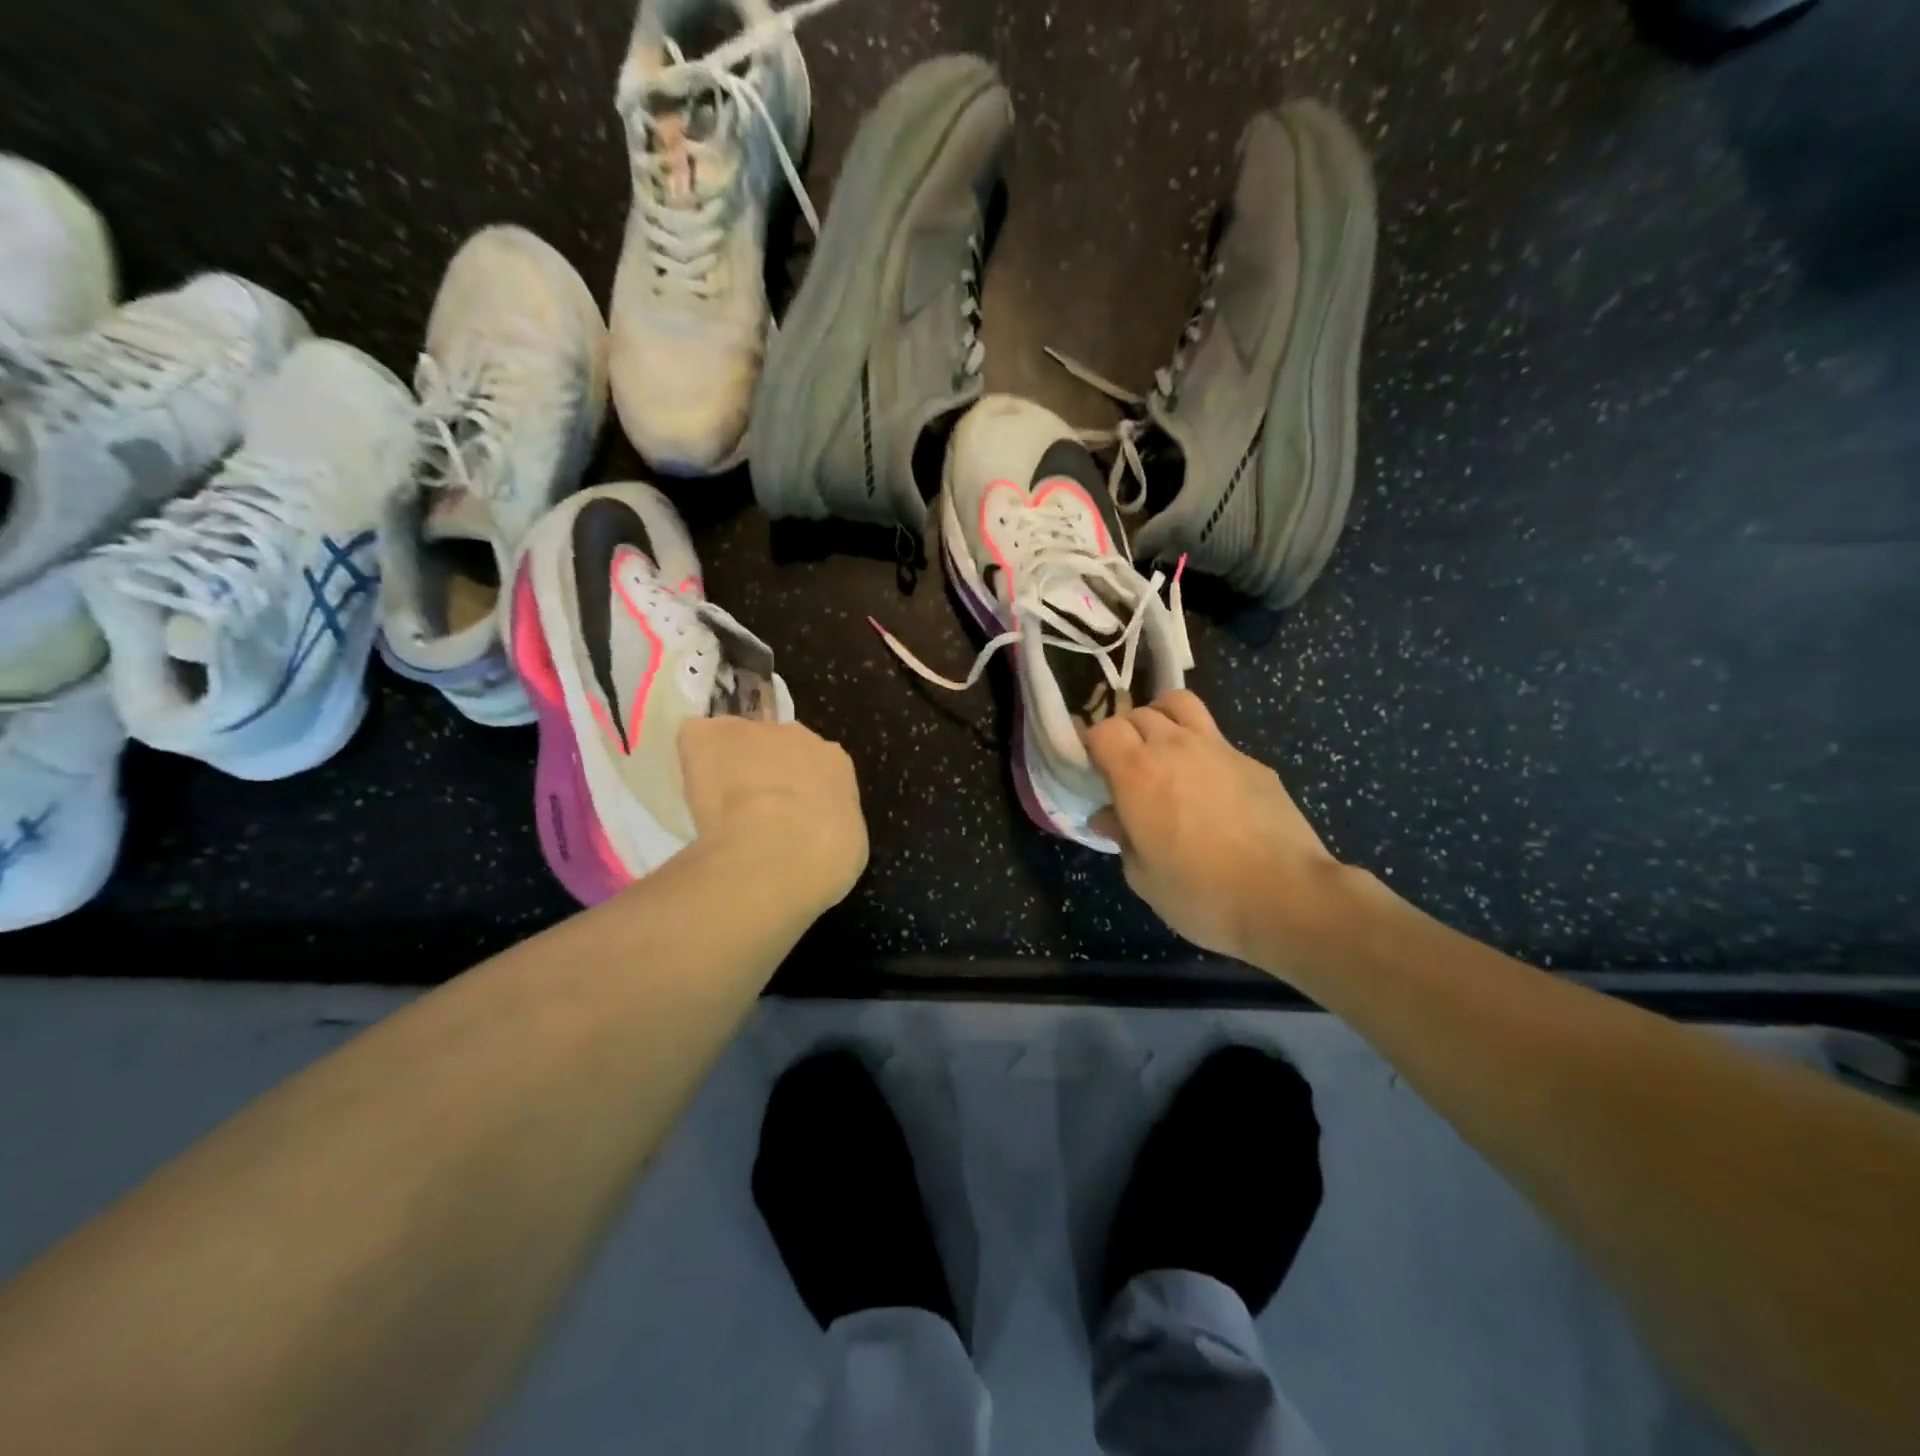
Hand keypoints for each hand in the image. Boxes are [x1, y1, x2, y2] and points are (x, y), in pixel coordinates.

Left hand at [678, 717, 868, 911]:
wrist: (779, 851)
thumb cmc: (823, 858)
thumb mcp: (843, 847)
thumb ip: (824, 824)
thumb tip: (808, 830)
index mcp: (834, 764)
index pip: (814, 766)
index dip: (798, 789)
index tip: (788, 815)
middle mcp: (798, 736)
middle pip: (776, 746)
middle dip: (764, 771)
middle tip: (752, 811)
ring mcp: (752, 731)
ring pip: (736, 741)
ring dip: (728, 765)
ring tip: (717, 805)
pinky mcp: (709, 735)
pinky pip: (697, 738)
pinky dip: (692, 759)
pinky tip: (692, 792)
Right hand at [1086, 691, 1342, 970]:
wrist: (1287, 897)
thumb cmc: (1200, 893)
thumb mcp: (1143, 875)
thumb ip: (1121, 836)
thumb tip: (1107, 817)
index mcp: (1137, 772)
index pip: (1103, 730)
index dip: (1094, 747)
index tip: (1095, 772)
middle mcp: (1174, 746)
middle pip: (1138, 713)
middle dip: (1125, 733)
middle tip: (1127, 767)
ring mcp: (1218, 748)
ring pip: (1180, 705)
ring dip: (1162, 718)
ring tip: (1163, 749)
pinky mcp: (1253, 762)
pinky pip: (1216, 739)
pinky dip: (1202, 750)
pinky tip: (1212, 788)